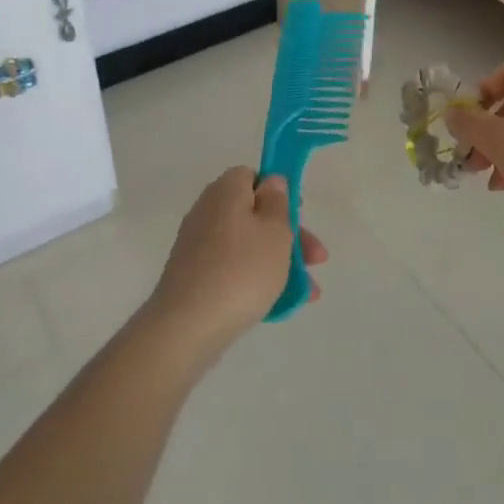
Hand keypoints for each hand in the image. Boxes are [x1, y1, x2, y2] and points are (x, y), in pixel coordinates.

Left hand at [146, 167, 328, 354]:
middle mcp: (207, 212)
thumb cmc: (242, 270)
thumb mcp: (275, 231)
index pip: (252, 176)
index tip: (298, 213)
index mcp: (225, 192)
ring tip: (307, 292)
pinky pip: (232, 269)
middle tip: (316, 259)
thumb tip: (271, 183)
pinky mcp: (193, 277)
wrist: (187, 327)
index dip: (278, 191)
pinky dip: (255, 280)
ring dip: (278, 262)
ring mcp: (197, 246)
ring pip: (248, 245)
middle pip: (254, 213)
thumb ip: (278, 202)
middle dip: (289, 235)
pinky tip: (279, 303)